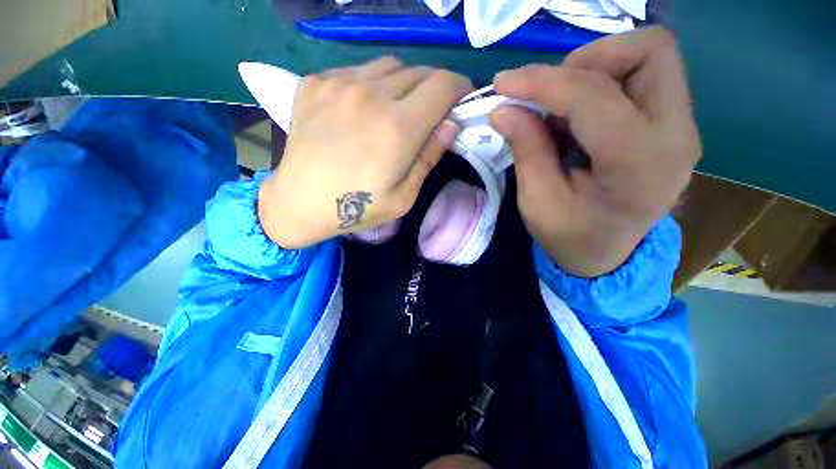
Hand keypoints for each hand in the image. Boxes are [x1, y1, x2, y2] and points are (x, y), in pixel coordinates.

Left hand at [259, 57, 472, 248]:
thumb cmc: (356, 208)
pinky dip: (371, 84)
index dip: (459, 88)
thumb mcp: (403, 197)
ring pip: (390, 66)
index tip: (459, 101)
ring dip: (404, 84)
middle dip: (434, 89)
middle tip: (429, 113)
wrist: (299, 202)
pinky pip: (358, 70)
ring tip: (395, 110)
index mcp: (397, 128)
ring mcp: (339, 84)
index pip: (443, 84)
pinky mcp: (316, 82)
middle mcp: (370, 95)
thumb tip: (450, 125)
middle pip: (420, 71)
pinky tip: (363, 109)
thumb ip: (428, 158)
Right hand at [489, 27, 700, 276]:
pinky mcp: (672, 122)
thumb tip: (503, 109)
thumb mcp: (538, 203)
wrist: (608, 255)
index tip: (503, 85)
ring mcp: (681, 125)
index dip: (544, 82)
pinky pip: (642, 75)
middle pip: (648, 50)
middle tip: (546, 96)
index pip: (596, 96)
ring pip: (648, 55)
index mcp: (639, 166)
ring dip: (592, 70)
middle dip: (585, 61)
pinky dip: (600, 82)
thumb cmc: (570, 237)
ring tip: (559, 112)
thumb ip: (526, 150)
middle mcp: (676, 135)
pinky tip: (576, 119)